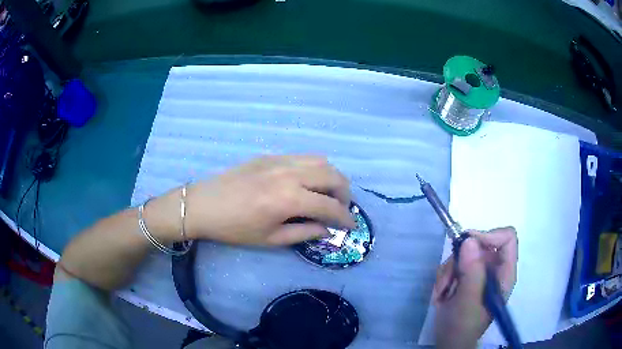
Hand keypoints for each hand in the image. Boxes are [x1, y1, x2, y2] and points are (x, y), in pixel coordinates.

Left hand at [183, 155, 355, 245]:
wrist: (203, 205)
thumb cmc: (234, 228)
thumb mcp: (270, 239)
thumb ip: (304, 233)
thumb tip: (327, 229)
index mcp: (288, 199)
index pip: (330, 206)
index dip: (345, 218)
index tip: (351, 226)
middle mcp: (289, 173)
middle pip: (333, 175)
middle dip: (345, 193)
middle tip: (341, 209)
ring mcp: (280, 160)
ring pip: (321, 161)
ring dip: (332, 177)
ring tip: (327, 194)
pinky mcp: (270, 155)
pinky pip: (303, 157)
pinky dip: (315, 169)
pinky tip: (307, 183)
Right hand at [433, 227, 517, 348]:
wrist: (449, 342)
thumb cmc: (463, 326)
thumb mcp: (468, 301)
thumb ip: (472, 271)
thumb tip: (469, 240)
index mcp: (504, 274)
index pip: (507, 239)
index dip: (489, 235)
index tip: (467, 244)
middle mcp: (494, 269)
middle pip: (480, 245)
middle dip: (459, 260)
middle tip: (447, 278)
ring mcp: (480, 273)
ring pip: (464, 254)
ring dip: (448, 271)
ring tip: (442, 292)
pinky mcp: (466, 278)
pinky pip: (454, 264)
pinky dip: (444, 277)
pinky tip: (441, 294)